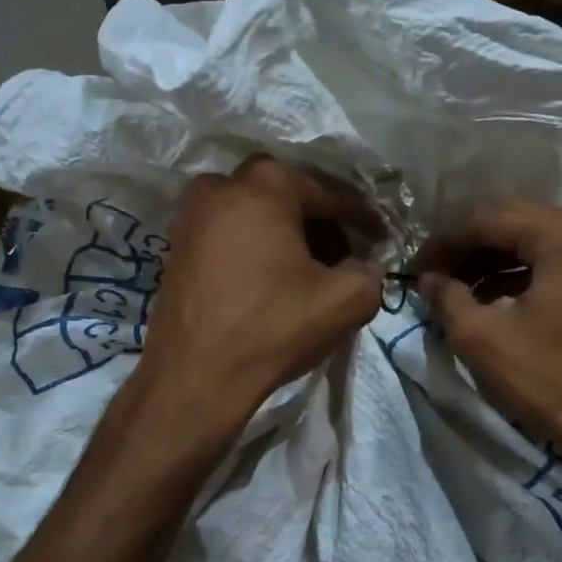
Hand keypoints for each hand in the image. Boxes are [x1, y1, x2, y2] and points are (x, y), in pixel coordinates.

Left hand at [138, 156, 383, 427]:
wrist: (194, 376)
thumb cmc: (271, 328)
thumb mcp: (345, 301)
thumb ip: (370, 272)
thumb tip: (366, 266)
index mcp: (266, 184)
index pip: (330, 194)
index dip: (363, 217)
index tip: (383, 237)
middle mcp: (223, 185)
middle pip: (290, 195)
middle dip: (323, 222)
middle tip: (347, 253)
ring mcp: (192, 213)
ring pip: (258, 211)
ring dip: (289, 232)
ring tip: (313, 268)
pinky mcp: (178, 243)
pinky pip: (231, 230)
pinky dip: (259, 244)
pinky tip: (275, 276)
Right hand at [416, 201, 561, 469]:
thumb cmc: (552, 379)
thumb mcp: (483, 339)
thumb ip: (446, 297)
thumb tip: (428, 278)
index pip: (485, 220)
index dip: (443, 243)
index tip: (415, 270)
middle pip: (510, 222)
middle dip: (466, 247)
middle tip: (432, 276)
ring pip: (531, 240)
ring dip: (490, 261)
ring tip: (455, 290)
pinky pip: (552, 259)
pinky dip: (518, 274)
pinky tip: (489, 298)